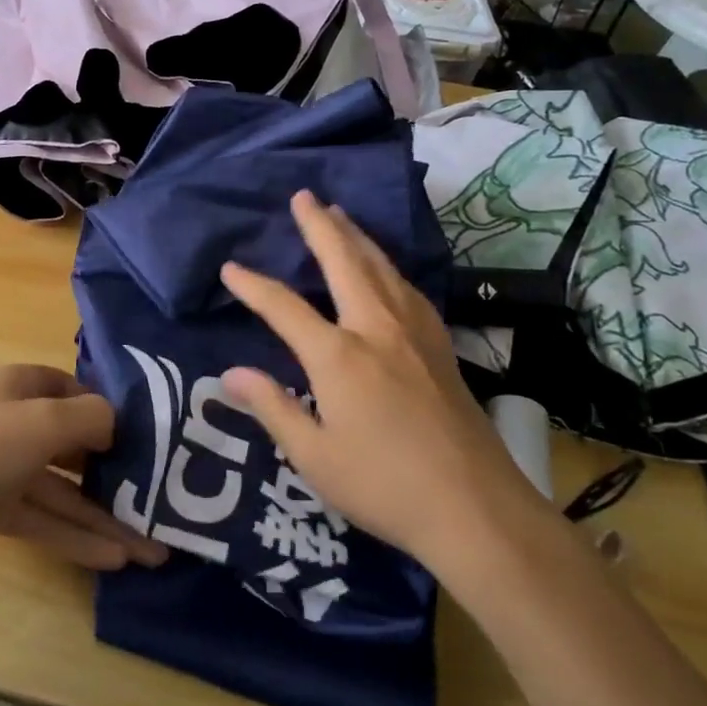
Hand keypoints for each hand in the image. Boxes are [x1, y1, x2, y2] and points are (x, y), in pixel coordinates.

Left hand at [0, 364, 167, 584]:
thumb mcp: (39, 423)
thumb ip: (88, 418)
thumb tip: (118, 422)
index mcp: (19, 387)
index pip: (73, 390)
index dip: (108, 411)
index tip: (146, 438)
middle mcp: (12, 422)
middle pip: (73, 443)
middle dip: (116, 471)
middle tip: (161, 499)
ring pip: (62, 490)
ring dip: (103, 515)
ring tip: (152, 547)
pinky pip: (42, 519)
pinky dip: (74, 536)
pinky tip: (113, 559)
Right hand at [219, 190, 549, 571]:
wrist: (477, 509)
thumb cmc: (385, 486)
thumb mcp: (314, 457)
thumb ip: (272, 407)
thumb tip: (229, 374)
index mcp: (339, 355)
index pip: (284, 307)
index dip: (252, 285)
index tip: (230, 268)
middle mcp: (376, 328)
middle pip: (344, 262)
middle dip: (320, 226)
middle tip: (303, 196)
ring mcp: (414, 333)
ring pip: (381, 267)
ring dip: (356, 236)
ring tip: (340, 214)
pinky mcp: (439, 345)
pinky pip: (407, 288)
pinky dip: (387, 265)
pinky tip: (386, 268)